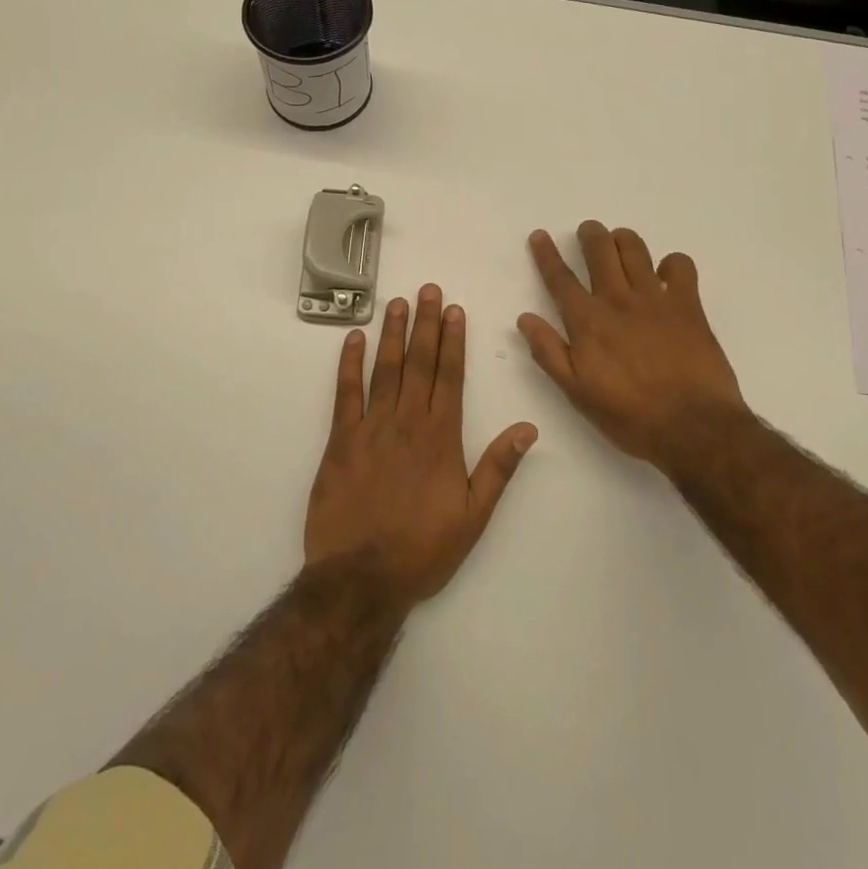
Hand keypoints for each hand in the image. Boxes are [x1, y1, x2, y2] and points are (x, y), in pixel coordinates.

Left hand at [305, 286, 537, 606]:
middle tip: (428, 290)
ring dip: (392, 334)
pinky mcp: (340, 440)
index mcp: (441, 437)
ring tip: (397, 303)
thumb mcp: (473, 515)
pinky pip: (345, 393)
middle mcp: (408, 422)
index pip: (450, 376)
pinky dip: (349, 364)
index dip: (453, 341)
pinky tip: (353, 339)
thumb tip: (527, 428)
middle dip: (426, 324)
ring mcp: (371, 427)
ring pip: (385, 369)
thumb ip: (499, 467)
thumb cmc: (422, 549)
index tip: (455, 310)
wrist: (361, 578)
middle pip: (419, 363)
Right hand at [518, 222, 747, 468]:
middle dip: (589, 234)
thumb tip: (525, 318)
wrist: (693, 427)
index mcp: (587, 321)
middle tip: (588, 232)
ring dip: (622, 239)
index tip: (540, 235)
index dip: (546, 254)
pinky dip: (671, 263)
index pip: (560, 278)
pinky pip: (680, 265)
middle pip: (599, 250)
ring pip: (634, 248)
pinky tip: (666, 274)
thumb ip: (549, 352)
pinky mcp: (688, 304)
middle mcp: (617, 300)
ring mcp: (655, 298)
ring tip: (619, 242)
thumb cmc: (630, 416)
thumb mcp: (577, 392)